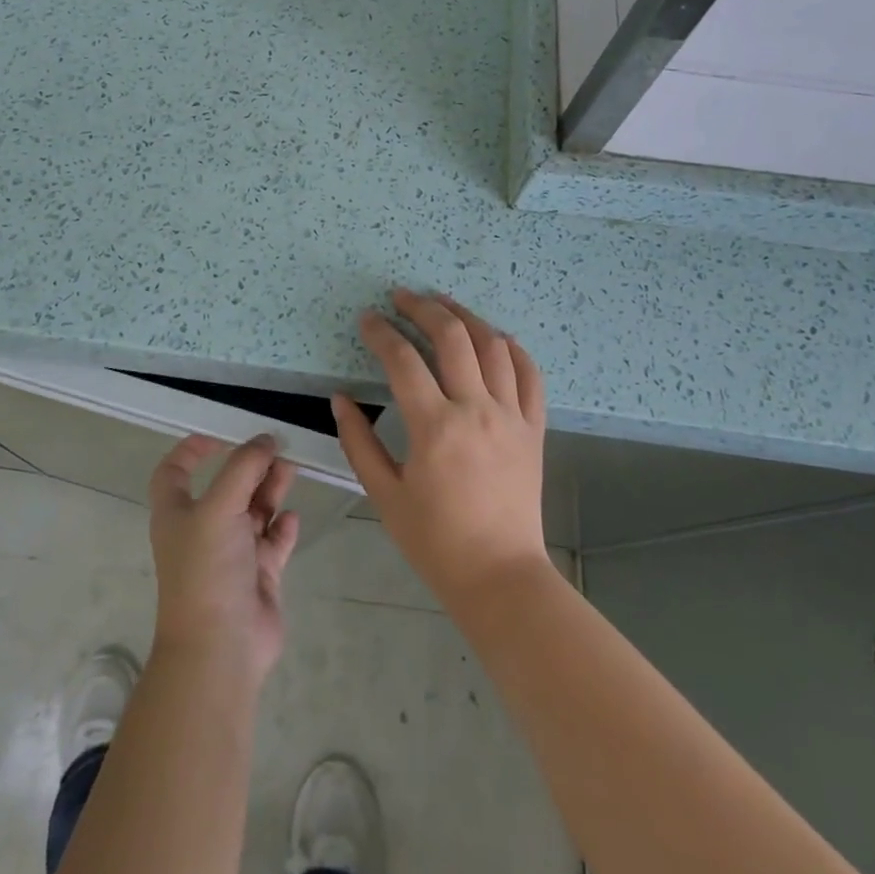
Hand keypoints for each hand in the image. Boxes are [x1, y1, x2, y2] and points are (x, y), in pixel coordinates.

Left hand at [147, 434, 300, 684]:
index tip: (222, 436)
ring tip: (291, 471)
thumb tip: (265, 439)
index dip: (192, 450)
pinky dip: (283, 527)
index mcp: (178, 514)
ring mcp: (232, 554)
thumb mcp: (220, 507)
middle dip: (250, 466)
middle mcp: (203, 530)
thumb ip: (244, 468)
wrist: (221, 649)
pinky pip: (273, 541)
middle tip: (278, 449)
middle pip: (226, 487)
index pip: (175, 472)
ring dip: (270, 489)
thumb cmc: (207, 570)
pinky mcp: (258, 576)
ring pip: (253, 510)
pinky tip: (293, 517)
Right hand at [332, 289, 549, 609]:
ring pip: (493, 345)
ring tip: (443, 303)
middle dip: (423, 308)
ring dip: (466, 316)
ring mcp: (511, 416)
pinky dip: (512, 348)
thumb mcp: (384, 495)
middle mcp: (476, 410)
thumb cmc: (435, 540)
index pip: (403, 360)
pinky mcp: (534, 428)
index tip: (368, 319)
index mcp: (434, 427)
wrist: (500, 576)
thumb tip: (340, 399)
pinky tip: (495, 337)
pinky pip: (529, 375)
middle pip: (452, 337)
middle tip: (402, 297)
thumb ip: (359, 441)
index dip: (381, 332)